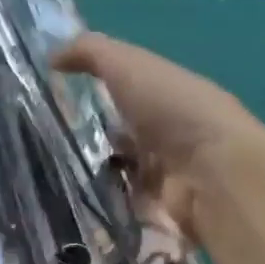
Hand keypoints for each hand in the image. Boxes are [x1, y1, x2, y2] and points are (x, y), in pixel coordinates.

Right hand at [51, 32, 264, 235]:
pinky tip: (83, 201)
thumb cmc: (172, 108)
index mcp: (170, 94)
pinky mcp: (164, 210)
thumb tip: (52, 56)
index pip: (133, 92)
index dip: (102, 93)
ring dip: (102, 173)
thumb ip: (89, 53)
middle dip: (98, 138)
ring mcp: (172, 173)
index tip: (62, 101)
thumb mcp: (127, 64)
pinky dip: (111, 202)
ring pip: (128, 171)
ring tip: (60, 174)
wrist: (212, 172)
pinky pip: (130, 205)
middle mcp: (174, 132)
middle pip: (130, 134)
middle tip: (54, 143)